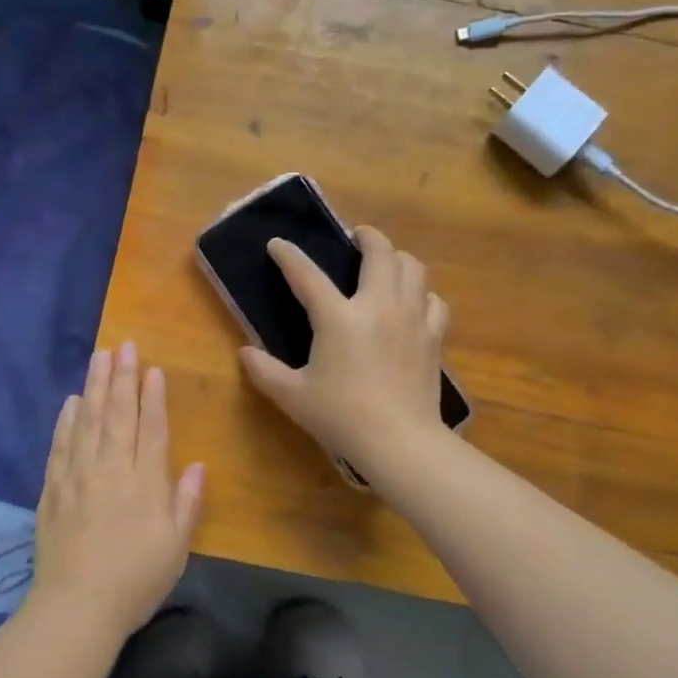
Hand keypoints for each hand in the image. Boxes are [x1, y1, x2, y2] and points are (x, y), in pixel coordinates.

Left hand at [32, 342, 204, 635]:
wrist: (77, 607)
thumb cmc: (136, 580)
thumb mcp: (176, 547)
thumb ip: (186, 503)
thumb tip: (196, 466)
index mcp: (145, 482)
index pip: (151, 428)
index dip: (152, 397)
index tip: (152, 368)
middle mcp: (111, 469)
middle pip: (117, 414)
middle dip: (122, 377)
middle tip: (124, 345)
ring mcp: (78, 476)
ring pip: (87, 422)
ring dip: (94, 387)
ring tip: (99, 357)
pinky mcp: (53, 490)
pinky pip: (60, 446)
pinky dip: (66, 421)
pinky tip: (70, 402)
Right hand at [239, 226, 449, 470]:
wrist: (399, 441)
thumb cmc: (341, 417)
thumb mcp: (292, 396)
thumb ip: (264, 371)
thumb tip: (244, 353)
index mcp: (338, 317)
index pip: (307, 275)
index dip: (288, 256)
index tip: (277, 244)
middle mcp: (378, 306)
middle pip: (380, 252)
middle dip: (367, 236)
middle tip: (356, 237)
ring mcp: (411, 318)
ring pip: (413, 268)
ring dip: (397, 259)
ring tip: (385, 265)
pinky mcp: (433, 337)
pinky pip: (433, 301)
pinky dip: (422, 295)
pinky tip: (414, 304)